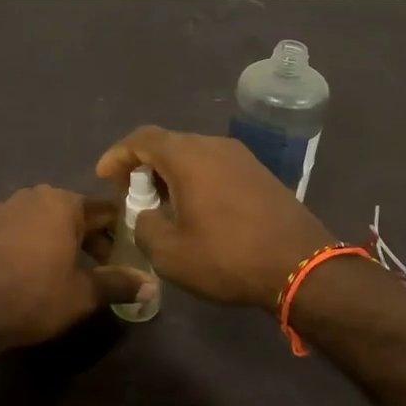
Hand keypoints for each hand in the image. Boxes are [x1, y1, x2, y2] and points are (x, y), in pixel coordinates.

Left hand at [0, 185, 155, 350]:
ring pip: (44, 217)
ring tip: (65, 267)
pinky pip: (16, 225)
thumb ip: (119, 284)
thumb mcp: (84, 294)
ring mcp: (5, 206)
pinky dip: (28, 238)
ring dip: (58, 236)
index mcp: (64, 203)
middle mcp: (35, 194)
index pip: (105, 212)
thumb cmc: (36, 295)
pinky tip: (28, 261)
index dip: (120, 233)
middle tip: (100, 268)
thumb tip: (152, 286)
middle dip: (89, 237)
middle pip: (74, 212)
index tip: (128, 255)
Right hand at [95, 126, 333, 309]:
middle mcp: (215, 146)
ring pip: (194, 155)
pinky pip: (216, 167)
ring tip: (160, 206)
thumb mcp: (169, 252)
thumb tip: (146, 215)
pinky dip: (196, 180)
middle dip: (143, 166)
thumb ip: (144, 226)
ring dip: (171, 175)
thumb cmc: (228, 257)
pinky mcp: (261, 174)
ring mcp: (242, 158)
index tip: (104, 176)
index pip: (142, 139)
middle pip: (168, 144)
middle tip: (131, 196)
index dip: (118, 154)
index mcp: (188, 156)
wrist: (301, 266)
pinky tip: (195, 210)